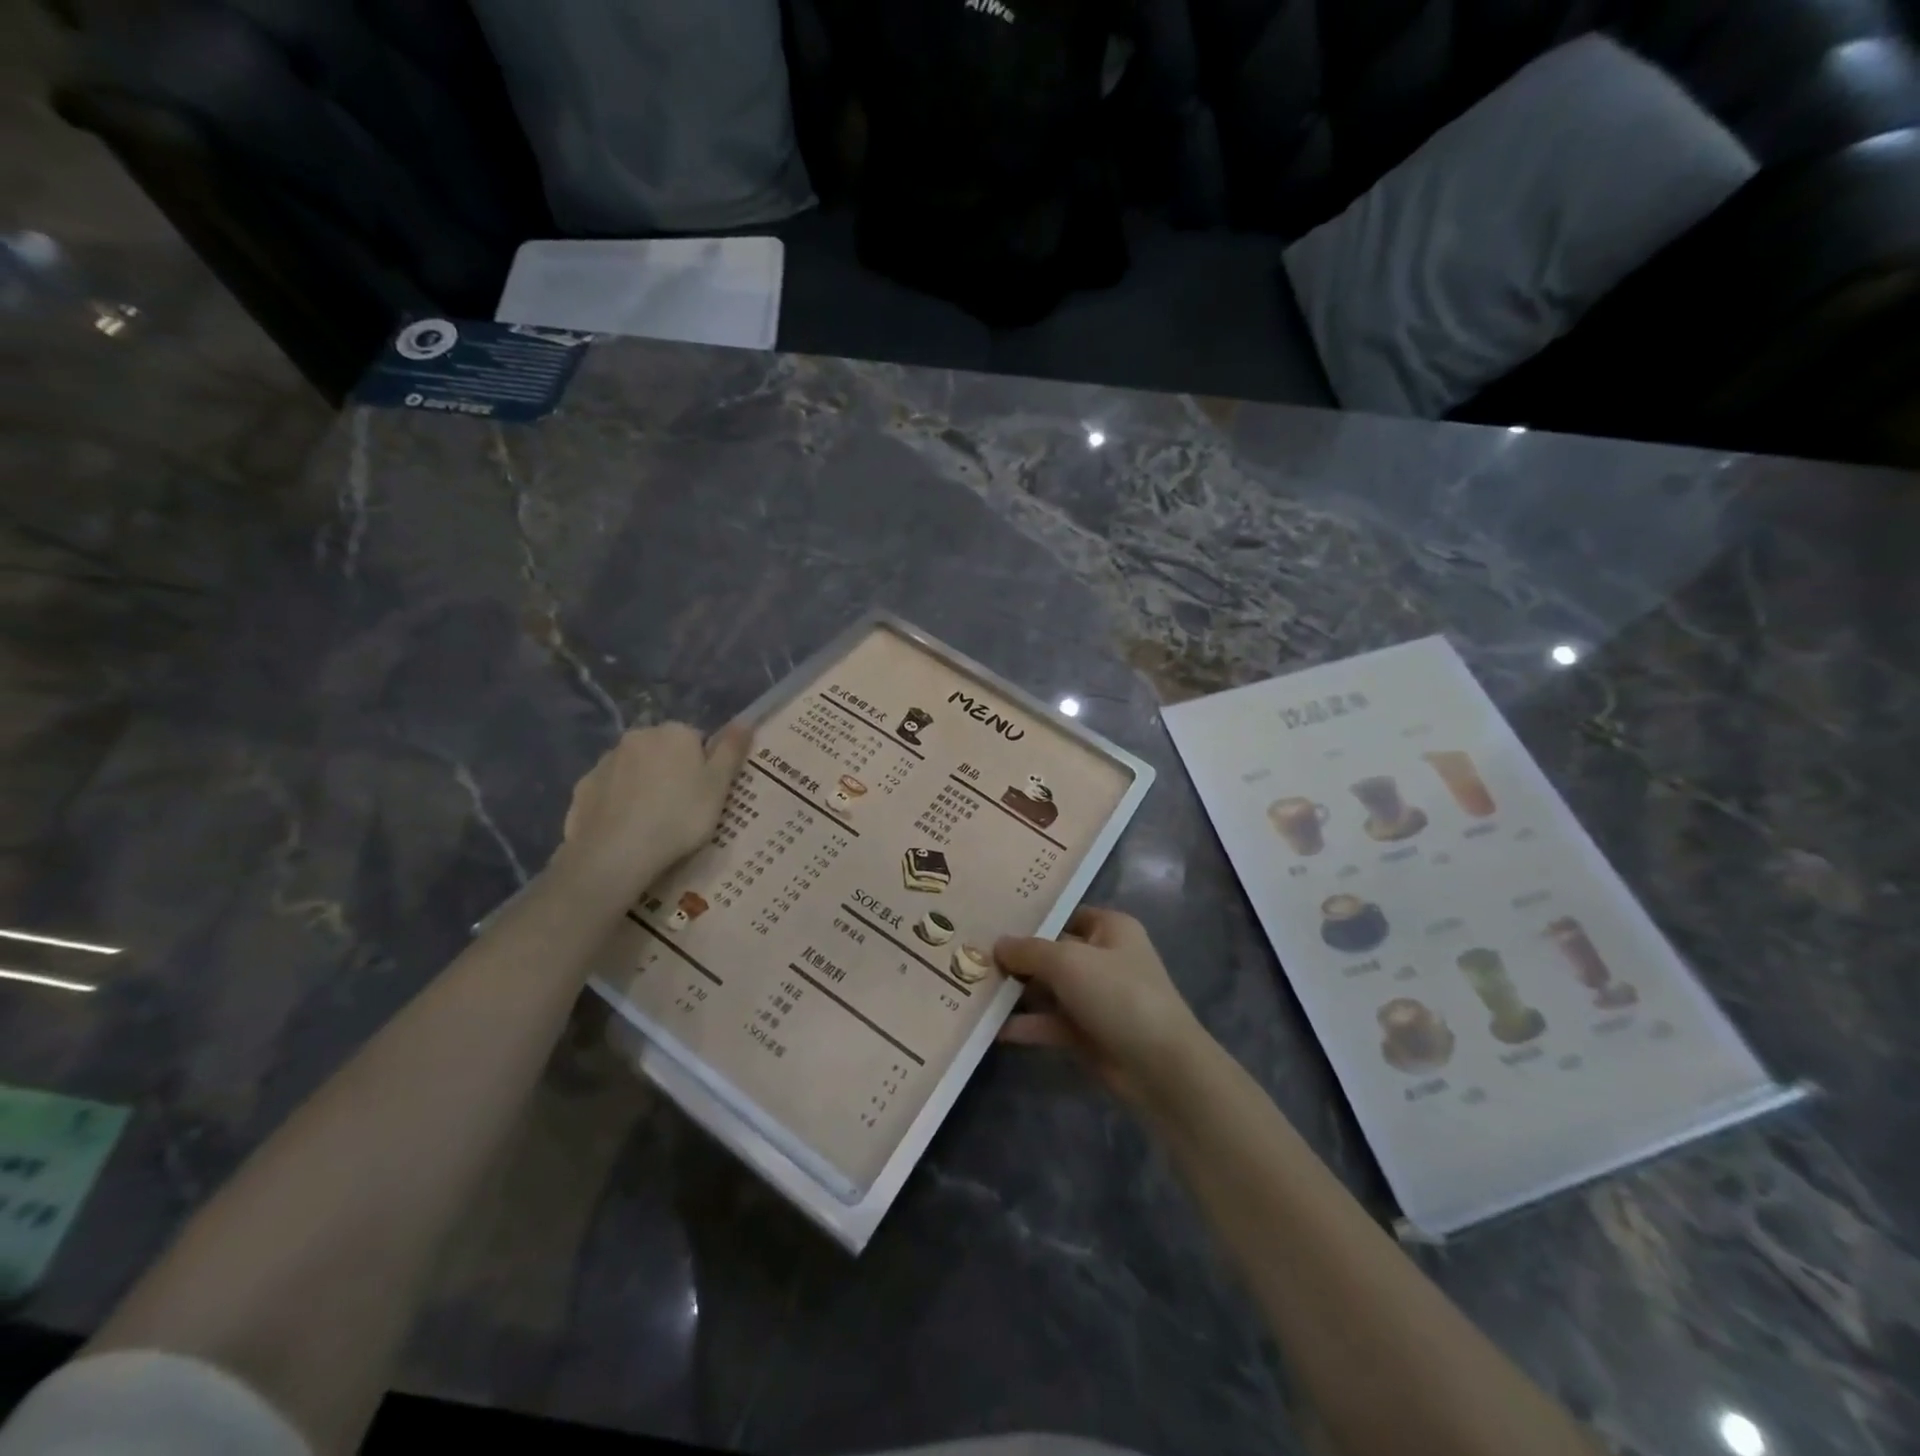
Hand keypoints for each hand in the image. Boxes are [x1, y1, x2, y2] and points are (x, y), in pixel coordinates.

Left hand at [554, 720, 751, 900]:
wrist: (616, 853)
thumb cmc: (680, 816)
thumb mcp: (719, 786)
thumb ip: (732, 750)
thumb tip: (745, 720)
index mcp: (675, 732)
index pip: (696, 740)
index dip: (704, 767)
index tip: (705, 795)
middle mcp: (638, 736)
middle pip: (663, 751)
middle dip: (671, 772)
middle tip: (682, 809)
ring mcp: (606, 761)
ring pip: (634, 769)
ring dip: (644, 785)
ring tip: (652, 822)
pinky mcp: (583, 787)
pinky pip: (609, 790)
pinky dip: (618, 802)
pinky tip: (626, 828)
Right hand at [994, 907, 1212, 1111]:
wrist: (1160, 1067)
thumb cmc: (1118, 995)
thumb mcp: (1068, 962)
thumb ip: (1029, 951)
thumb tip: (998, 944)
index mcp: (1110, 929)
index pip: (1065, 915)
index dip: (1032, 918)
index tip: (993, 919)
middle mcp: (1104, 958)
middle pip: (1052, 953)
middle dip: (1016, 958)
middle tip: (971, 956)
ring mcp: (1097, 998)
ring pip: (1049, 989)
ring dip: (1017, 992)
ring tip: (974, 990)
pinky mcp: (1089, 1034)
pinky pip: (1051, 1023)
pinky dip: (1027, 1025)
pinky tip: (992, 1028)